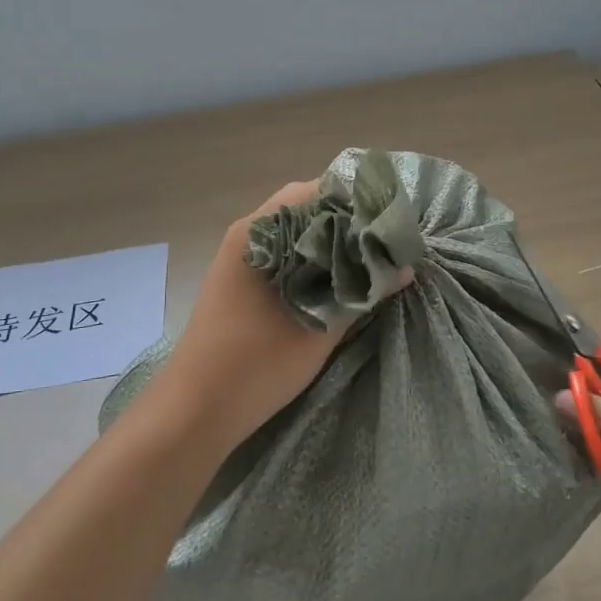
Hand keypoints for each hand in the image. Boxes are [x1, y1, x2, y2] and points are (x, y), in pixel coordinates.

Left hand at [159, 181, 406, 448]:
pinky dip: (313, 260)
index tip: (392, 219)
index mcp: (261, 232)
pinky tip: (338, 281)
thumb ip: (362, 293)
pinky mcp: (240, 280)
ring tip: (370, 261)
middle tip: (387, 243)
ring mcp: (241, 257)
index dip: (358, 200)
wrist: (195, 410)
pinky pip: (284, 254)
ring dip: (331, 243)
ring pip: (296, 234)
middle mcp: (249, 234)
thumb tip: (404, 268)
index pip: (318, 190)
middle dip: (349, 222)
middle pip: (308, 209)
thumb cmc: (255, 366)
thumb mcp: (320, 330)